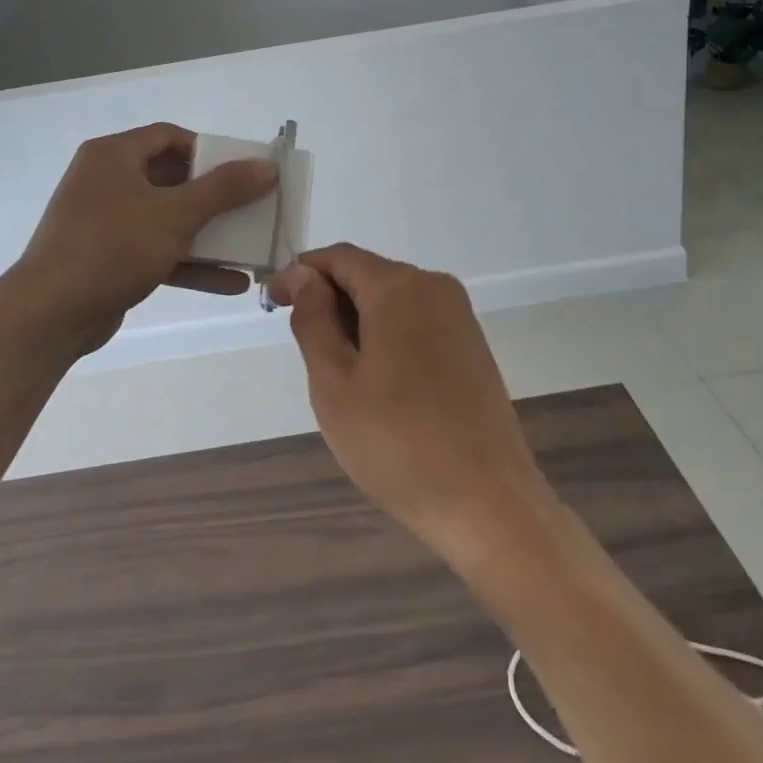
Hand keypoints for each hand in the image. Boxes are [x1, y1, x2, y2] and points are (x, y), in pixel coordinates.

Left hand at [11, 123, 276, 355]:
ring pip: (166, 218)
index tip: (241, 170)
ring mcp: (105, 222)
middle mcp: (106, 181)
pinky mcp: (109, 258)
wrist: (50, 315)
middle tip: (250, 206)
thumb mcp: (175, 214)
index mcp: (113, 156)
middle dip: (214, 196)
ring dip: (207, 233)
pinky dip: (189, 262)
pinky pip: (156, 250)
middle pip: (171, 178)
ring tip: (248, 245)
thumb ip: (224, 189)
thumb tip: (266, 166)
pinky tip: (230, 282)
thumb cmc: (113, 247)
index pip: (169, 137)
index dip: (209, 150)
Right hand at [269, 244, 559, 572]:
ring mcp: (460, 315)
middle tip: (306, 352)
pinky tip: (379, 382)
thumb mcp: (335, 383)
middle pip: (368, 275)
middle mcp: (435, 286)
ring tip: (340, 376)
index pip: (339, 257)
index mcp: (399, 287)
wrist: (489, 505)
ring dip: (357, 321)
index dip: (301, 273)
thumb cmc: (398, 444)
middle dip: (330, 300)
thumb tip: (303, 275)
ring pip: (392, 299)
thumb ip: (313, 319)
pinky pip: (416, 321)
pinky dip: (387, 335)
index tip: (273, 305)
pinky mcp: (472, 344)